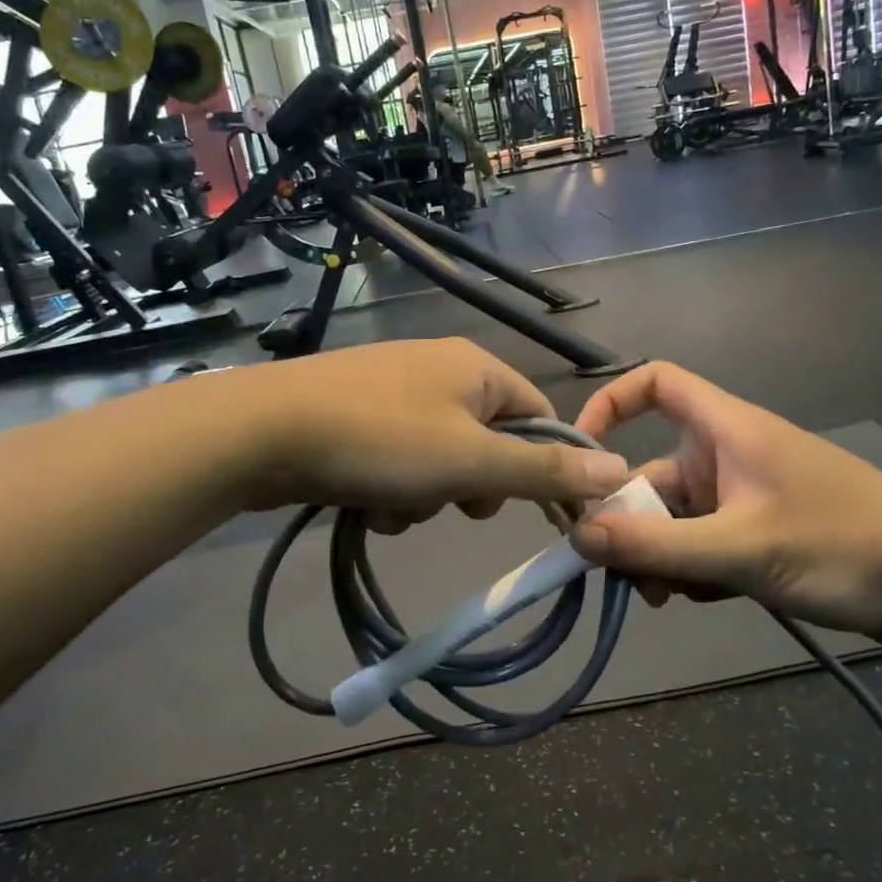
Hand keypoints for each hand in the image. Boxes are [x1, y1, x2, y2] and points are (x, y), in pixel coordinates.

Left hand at [220, 339, 629, 521]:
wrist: (262, 432)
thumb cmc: (381, 441)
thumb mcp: (472, 461)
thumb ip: (545, 469)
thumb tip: (619, 469)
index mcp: (475, 367)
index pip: (539, 415)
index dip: (545, 465)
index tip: (540, 514)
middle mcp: (439, 370)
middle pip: (488, 441)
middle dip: (472, 485)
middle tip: (452, 503)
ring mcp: (394, 391)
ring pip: (441, 460)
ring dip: (426, 496)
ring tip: (392, 506)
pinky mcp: (358, 416)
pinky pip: (399, 461)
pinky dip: (391, 489)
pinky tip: (362, 502)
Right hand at [572, 363, 881, 651]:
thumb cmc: (844, 545)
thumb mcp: (742, 548)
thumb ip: (657, 544)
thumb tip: (576, 535)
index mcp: (725, 429)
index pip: (655, 382)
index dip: (611, 403)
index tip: (582, 455)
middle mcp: (728, 456)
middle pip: (653, 471)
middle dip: (630, 518)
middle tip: (616, 572)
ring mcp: (746, 497)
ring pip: (676, 517)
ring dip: (658, 553)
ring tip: (661, 598)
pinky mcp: (762, 535)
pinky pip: (704, 544)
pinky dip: (691, 568)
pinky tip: (700, 600)